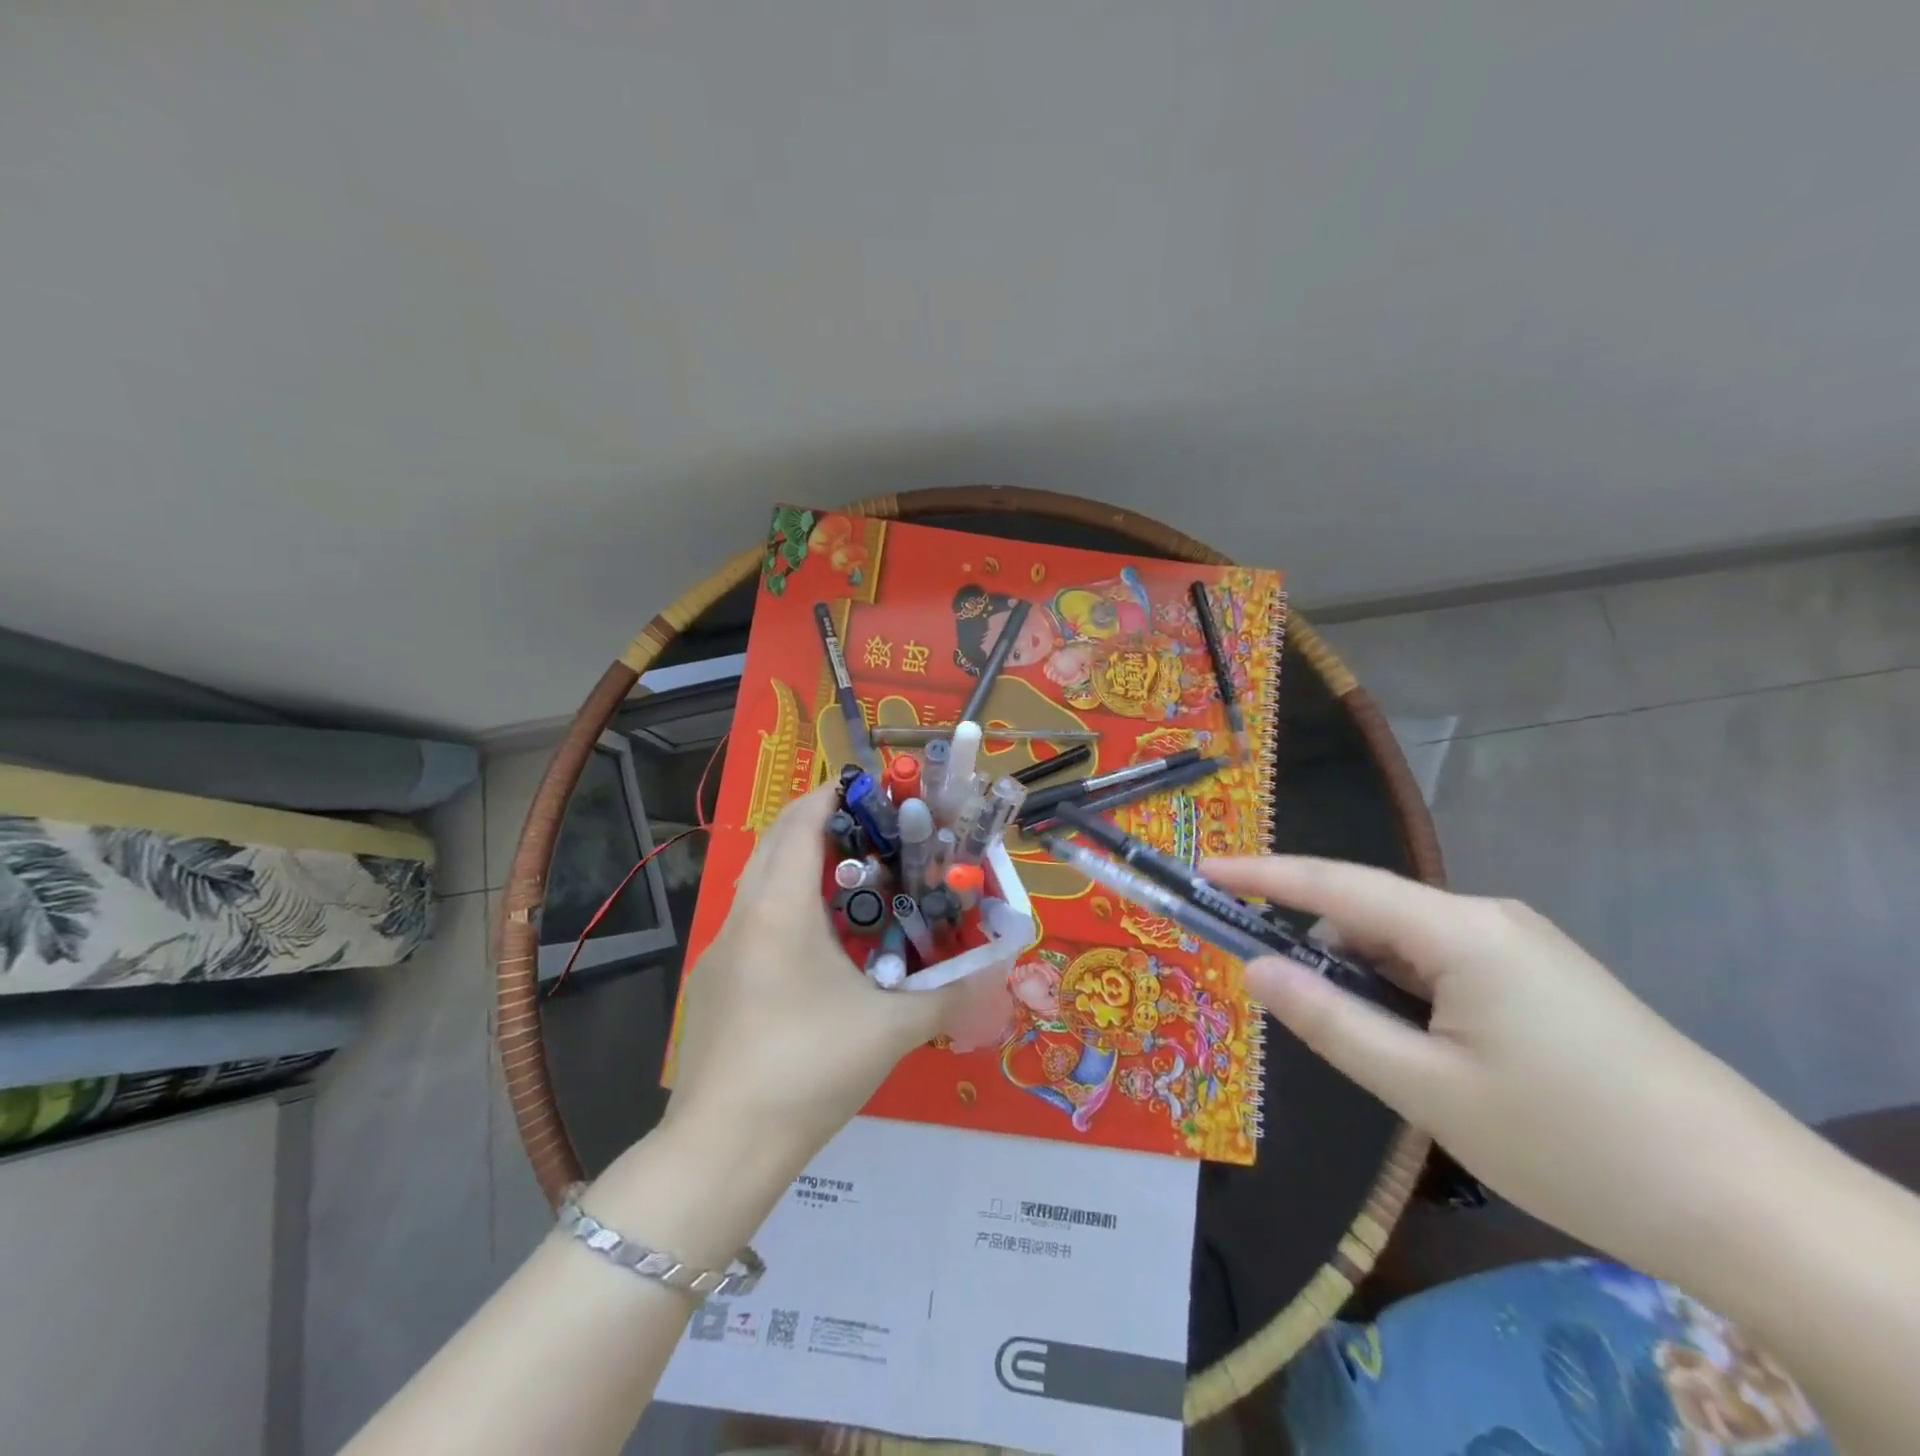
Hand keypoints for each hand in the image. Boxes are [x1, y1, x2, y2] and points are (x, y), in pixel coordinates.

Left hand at [667, 785, 965, 1173]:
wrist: (722, 1149)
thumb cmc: (809, 1070)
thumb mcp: (892, 1029)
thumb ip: (950, 992)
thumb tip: (996, 968)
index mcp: (780, 908)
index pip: (802, 822)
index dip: (835, 795)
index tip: (875, 792)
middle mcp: (742, 915)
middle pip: (776, 841)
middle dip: (821, 823)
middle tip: (875, 833)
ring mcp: (719, 950)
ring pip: (759, 881)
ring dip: (801, 865)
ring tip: (854, 883)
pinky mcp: (712, 983)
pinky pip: (751, 920)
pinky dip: (785, 906)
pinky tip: (819, 948)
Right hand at [1204, 855, 1802, 1276]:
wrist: (1758, 1212)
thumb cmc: (1573, 1144)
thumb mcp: (1428, 1090)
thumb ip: (1331, 1021)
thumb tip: (1256, 970)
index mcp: (1460, 931)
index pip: (1335, 884)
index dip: (1262, 874)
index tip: (1205, 870)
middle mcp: (1489, 918)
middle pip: (1371, 913)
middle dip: (1320, 949)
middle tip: (1294, 1012)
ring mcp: (1523, 946)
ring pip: (1408, 943)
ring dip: (1369, 980)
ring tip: (1379, 1055)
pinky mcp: (1545, 978)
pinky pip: (1446, 964)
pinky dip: (1408, 991)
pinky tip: (1426, 1052)